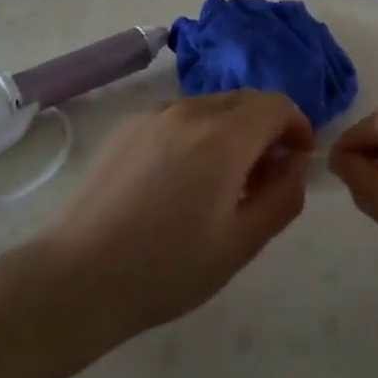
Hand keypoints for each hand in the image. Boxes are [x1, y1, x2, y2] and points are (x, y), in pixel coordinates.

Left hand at [44, 91, 313, 339]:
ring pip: (210, 107)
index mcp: (224, 136)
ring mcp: (153, 115)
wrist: (80, 276)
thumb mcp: (242, 242)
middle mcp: (189, 111)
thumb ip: (283, 196)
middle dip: (265, 129)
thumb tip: (295, 163)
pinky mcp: (126, 127)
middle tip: (262, 178)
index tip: (296, 160)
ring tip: (219, 183)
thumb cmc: (169, 267)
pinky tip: (179, 180)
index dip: (297, 126)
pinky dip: (196, 134)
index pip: (277, 105)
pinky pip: (177, 117)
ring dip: (231, 131)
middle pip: (245, 101)